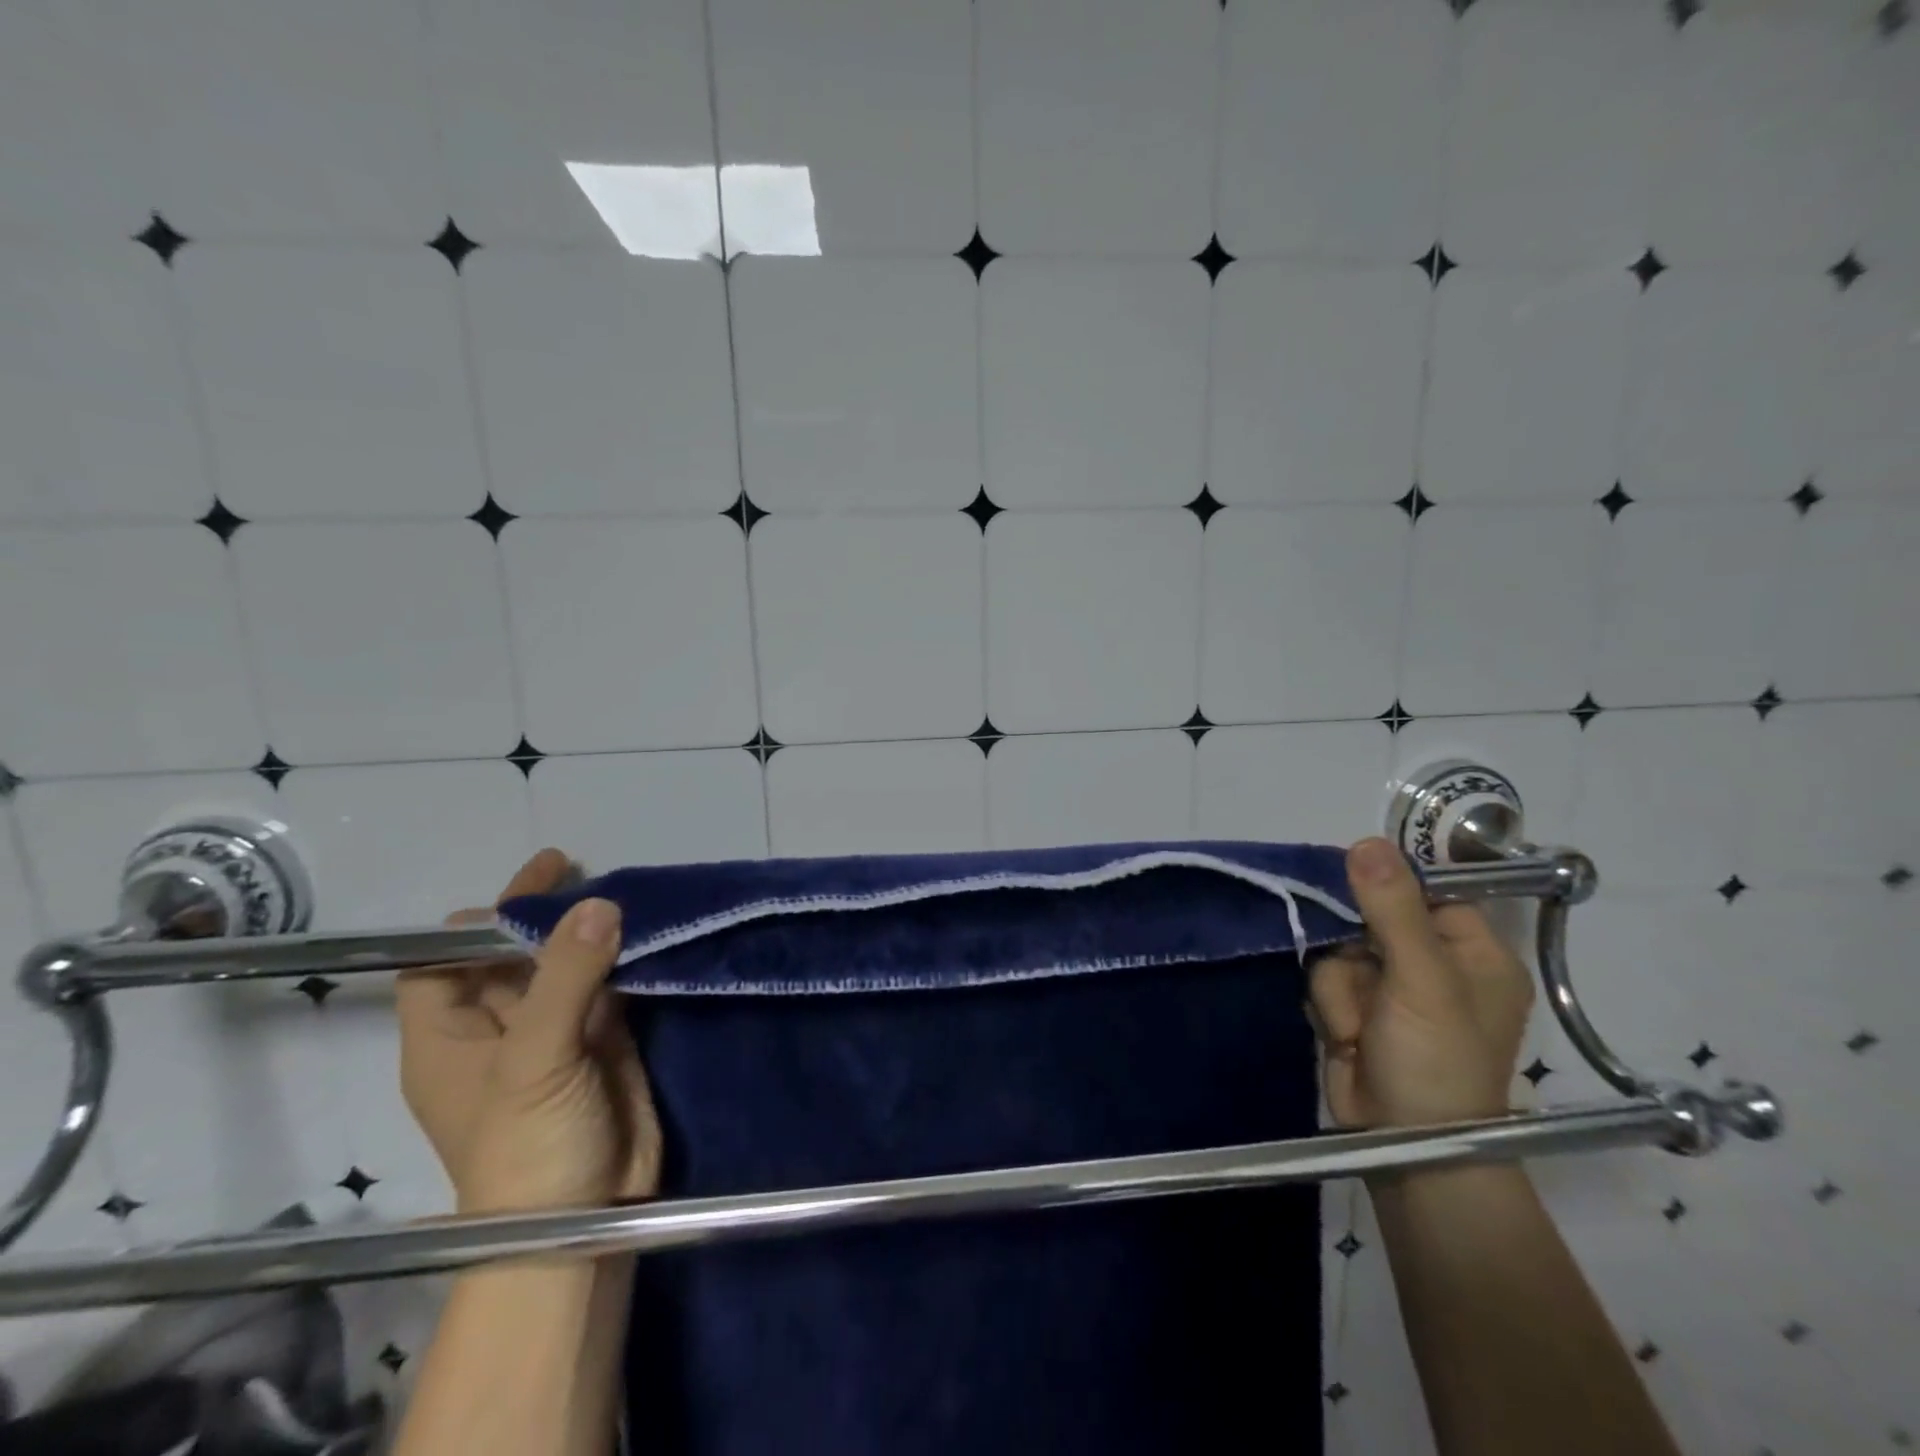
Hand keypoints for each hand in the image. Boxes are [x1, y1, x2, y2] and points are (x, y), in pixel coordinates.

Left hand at [398, 849, 661, 1213]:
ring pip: (566, 964)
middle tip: (579, 870)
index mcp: (451, 1037)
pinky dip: (625, 955)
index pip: (441, 964)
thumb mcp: (534, 1061)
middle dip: (539, 915)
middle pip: (509, 956)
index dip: (474, 926)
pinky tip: (647, 927)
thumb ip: (565, 978)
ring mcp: (557, 1031)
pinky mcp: (606, 1038)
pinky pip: (610, 983)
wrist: (589, 1218)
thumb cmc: (529, 1148)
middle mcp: (499, 1028)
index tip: (527, 887)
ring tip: (622, 888)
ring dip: (589, 930)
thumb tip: (600, 902)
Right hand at [1308, 838, 1532, 1128]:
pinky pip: (1326, 979)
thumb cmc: (1435, 1060)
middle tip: (1365, 979)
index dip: (1387, 886)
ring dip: (1339, 986)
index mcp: (1473, 954)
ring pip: (1339, 949)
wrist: (1404, 1146)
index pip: (1425, 891)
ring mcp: (1392, 990)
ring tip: (1359, 1026)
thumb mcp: (1421, 979)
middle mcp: (1433, 966)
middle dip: (1355, 950)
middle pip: (1369, 916)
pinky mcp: (1357, 1010)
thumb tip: (1366, 841)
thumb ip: (1392, 908)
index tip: (1351, 888)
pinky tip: (1347, 1035)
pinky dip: (1330, 1005)